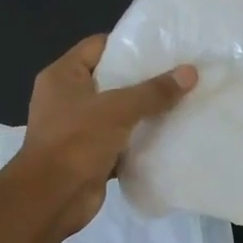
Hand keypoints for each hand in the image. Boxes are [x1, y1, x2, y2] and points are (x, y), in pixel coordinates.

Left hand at [19, 34, 196, 237]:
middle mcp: (67, 98)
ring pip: (118, 113)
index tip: (164, 47)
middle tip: (181, 75)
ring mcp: (78, 128)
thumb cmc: (76, 142)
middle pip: (111, 79)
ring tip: (182, 102)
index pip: (98, 46)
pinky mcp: (90, 155)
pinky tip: (170, 136)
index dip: (129, 44)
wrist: (52, 198)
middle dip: (144, 80)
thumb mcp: (117, 110)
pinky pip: (121, 141)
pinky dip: (140, 140)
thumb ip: (153, 91)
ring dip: (145, 112)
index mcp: (63, 76)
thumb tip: (190, 72)